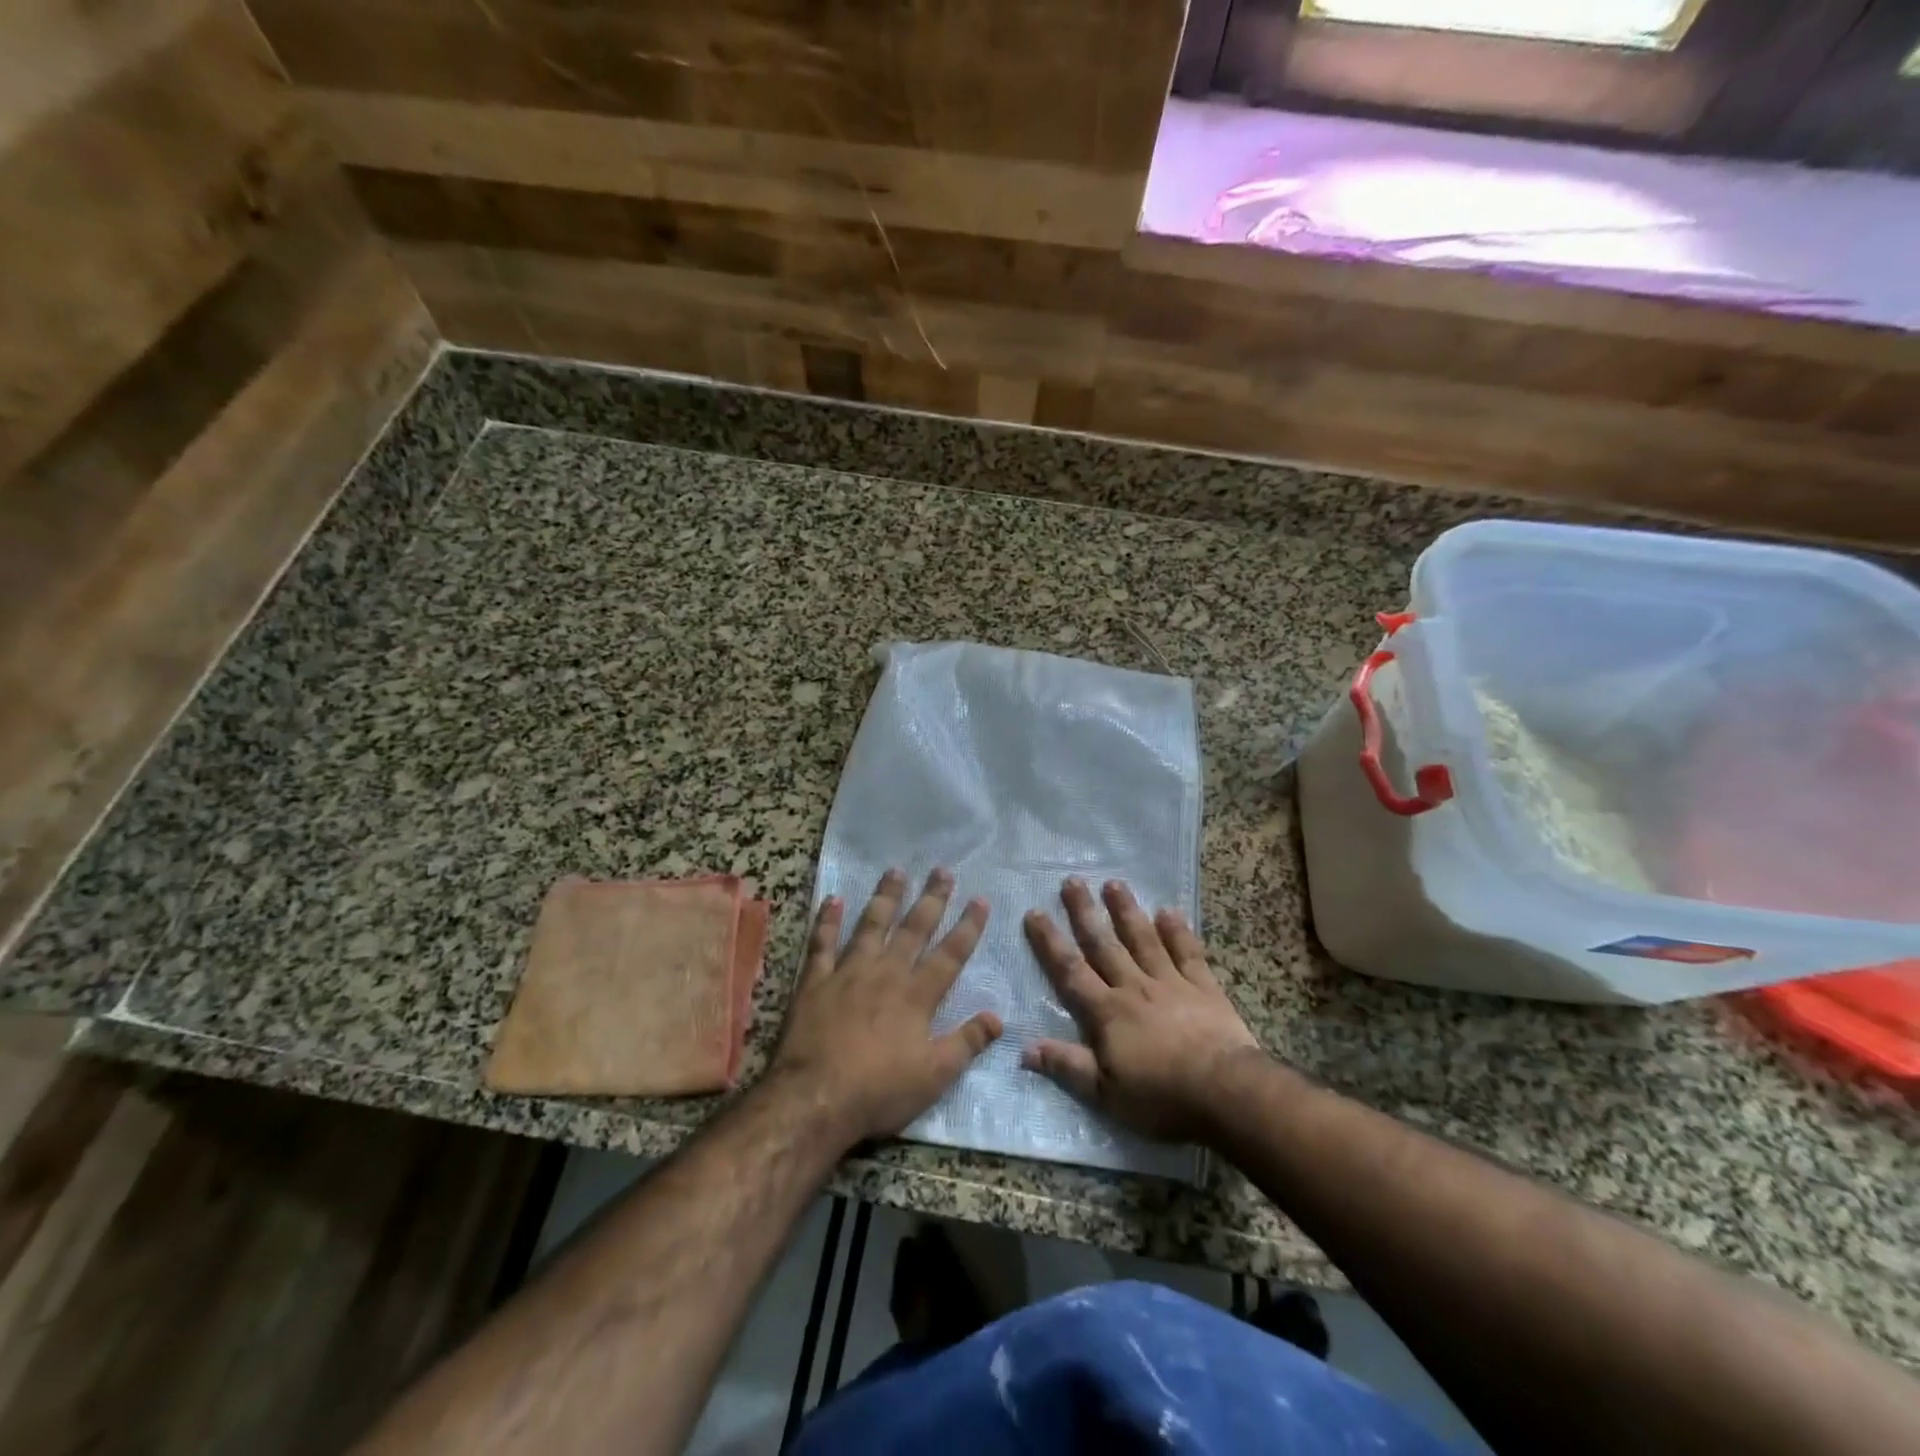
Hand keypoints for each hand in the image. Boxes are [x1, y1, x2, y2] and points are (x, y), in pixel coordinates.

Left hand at [770, 867, 1001, 1143]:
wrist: (814, 1098)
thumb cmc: (879, 1091)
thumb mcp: (934, 1076)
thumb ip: (966, 1042)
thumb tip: (998, 1017)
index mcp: (916, 995)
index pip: (950, 954)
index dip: (968, 927)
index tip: (980, 899)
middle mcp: (886, 973)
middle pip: (913, 929)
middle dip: (931, 899)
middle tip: (942, 870)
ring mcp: (848, 973)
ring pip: (871, 925)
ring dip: (885, 897)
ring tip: (895, 871)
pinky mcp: (815, 981)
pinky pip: (822, 943)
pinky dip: (827, 921)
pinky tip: (833, 899)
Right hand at [1023, 878, 1260, 1142]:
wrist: (1225, 1090)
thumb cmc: (1161, 1096)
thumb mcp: (1105, 1093)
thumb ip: (1067, 1066)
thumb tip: (1023, 1048)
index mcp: (1107, 1012)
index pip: (1071, 971)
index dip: (1050, 942)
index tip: (1035, 913)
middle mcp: (1134, 987)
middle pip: (1104, 945)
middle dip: (1085, 913)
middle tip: (1072, 881)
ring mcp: (1171, 983)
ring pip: (1143, 939)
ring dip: (1127, 911)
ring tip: (1114, 883)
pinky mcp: (1204, 987)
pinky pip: (1187, 952)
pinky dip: (1178, 931)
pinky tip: (1169, 911)